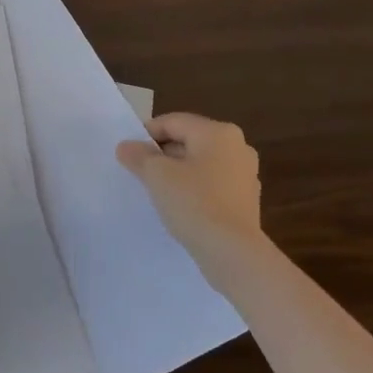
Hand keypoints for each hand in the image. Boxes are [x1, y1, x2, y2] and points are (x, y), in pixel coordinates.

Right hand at [116, 113, 263, 268]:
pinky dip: (194, 188)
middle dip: (162, 153)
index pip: (173, 122)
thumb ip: (139, 155)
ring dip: (177, 171)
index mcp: (217, 132)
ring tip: (157, 190)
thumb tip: (127, 146)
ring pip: (200, 163)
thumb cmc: (193, 202)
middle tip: (139, 171)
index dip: (146, 134)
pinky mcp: (246, 199)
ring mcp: (245, 174)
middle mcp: (237, 146)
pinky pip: (212, 184)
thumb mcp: (156, 175)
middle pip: (188, 140)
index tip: (128, 153)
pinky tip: (179, 206)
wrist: (231, 251)